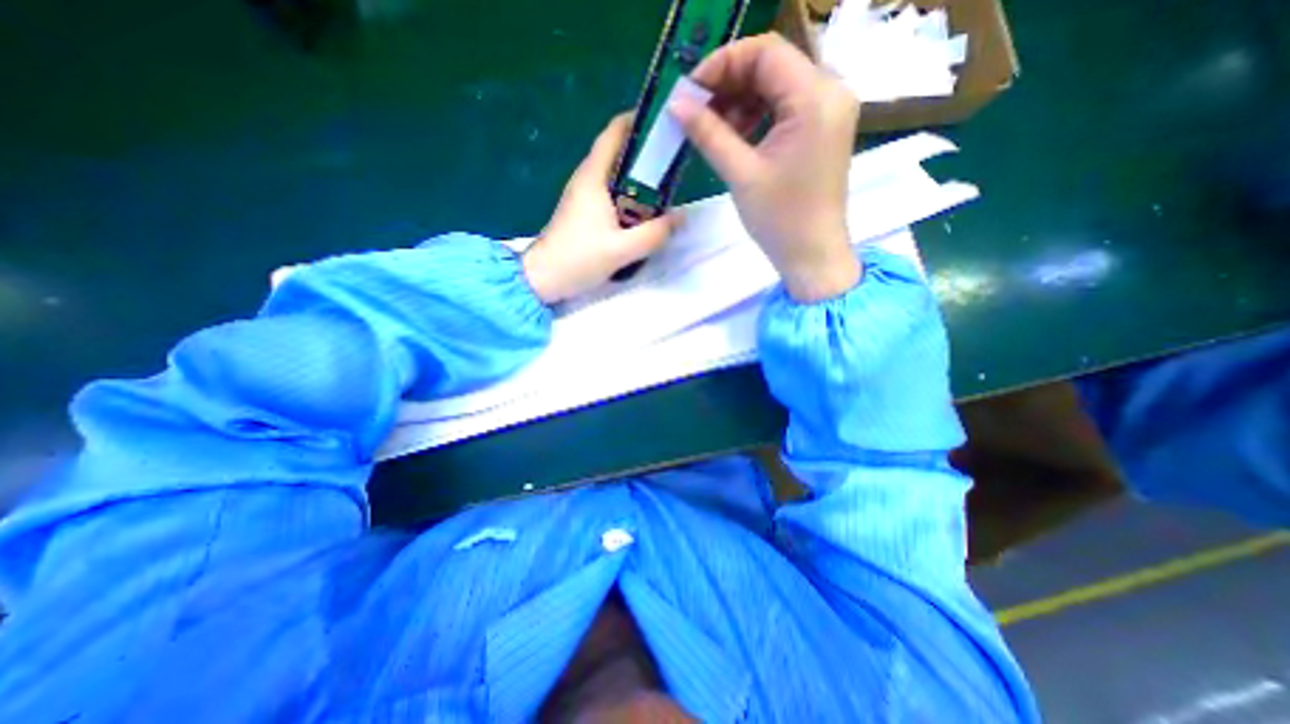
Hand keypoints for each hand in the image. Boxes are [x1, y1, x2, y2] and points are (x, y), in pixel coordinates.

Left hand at [521, 113, 679, 303]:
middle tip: (672, 163)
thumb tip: (680, 218)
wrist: (543, 279)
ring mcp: (582, 196)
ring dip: (637, 179)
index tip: (663, 124)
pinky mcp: (582, 212)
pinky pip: (610, 194)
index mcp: (593, 178)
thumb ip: (654, 234)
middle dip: (644, 154)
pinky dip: (628, 196)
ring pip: (614, 176)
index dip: (636, 122)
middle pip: (617, 153)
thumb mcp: (622, 250)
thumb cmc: (579, 259)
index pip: (613, 134)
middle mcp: (586, 180)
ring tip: (664, 189)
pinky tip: (642, 213)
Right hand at [671, 35, 858, 299]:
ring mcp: (829, 110)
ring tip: (713, 130)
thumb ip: (708, 133)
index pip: (765, 52)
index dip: (722, 64)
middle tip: (696, 112)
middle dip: (728, 84)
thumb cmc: (781, 219)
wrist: (812, 255)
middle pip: (771, 65)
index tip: (689, 92)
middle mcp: (830, 91)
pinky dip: (756, 115)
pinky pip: (784, 106)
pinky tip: (735, 137)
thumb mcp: (741, 174)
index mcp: (816, 97)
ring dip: (740, 101)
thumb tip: (676, 104)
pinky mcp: (821, 128)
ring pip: (776, 85)